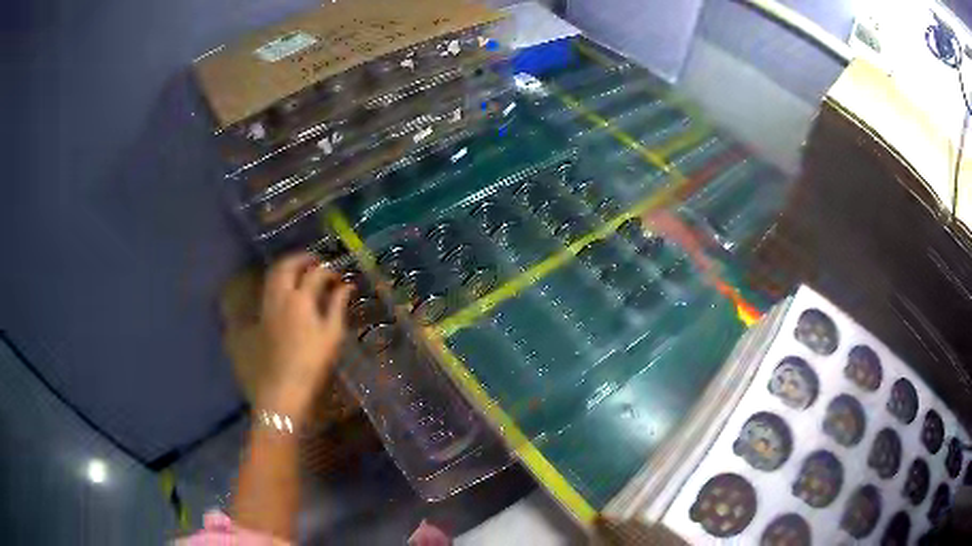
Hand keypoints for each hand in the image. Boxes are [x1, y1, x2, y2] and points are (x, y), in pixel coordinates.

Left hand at [257, 252, 353, 419]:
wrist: (284, 386)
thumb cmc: (313, 363)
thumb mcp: (332, 335)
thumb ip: (338, 306)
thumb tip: (346, 286)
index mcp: (301, 299)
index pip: (315, 273)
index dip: (329, 271)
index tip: (340, 277)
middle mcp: (281, 296)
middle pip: (287, 265)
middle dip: (302, 258)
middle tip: (316, 260)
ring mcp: (268, 306)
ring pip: (273, 274)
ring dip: (287, 267)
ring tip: (300, 270)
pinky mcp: (262, 317)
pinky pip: (269, 288)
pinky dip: (279, 280)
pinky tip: (288, 290)